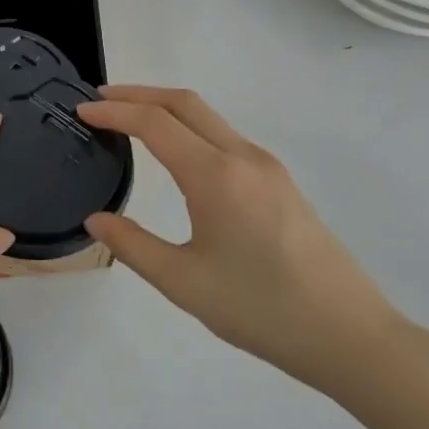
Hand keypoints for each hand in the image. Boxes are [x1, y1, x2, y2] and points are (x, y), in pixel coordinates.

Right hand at [78, 85, 404, 393]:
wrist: (349, 334)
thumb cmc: (260, 309)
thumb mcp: (182, 282)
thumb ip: (132, 245)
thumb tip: (95, 219)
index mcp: (216, 176)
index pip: (155, 123)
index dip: (114, 112)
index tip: (80, 111)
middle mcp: (243, 157)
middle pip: (185, 103)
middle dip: (139, 93)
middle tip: (99, 101)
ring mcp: (268, 168)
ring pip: (209, 118)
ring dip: (166, 109)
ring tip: (130, 121)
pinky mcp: (281, 184)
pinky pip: (226, 138)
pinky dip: (190, 129)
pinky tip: (177, 154)